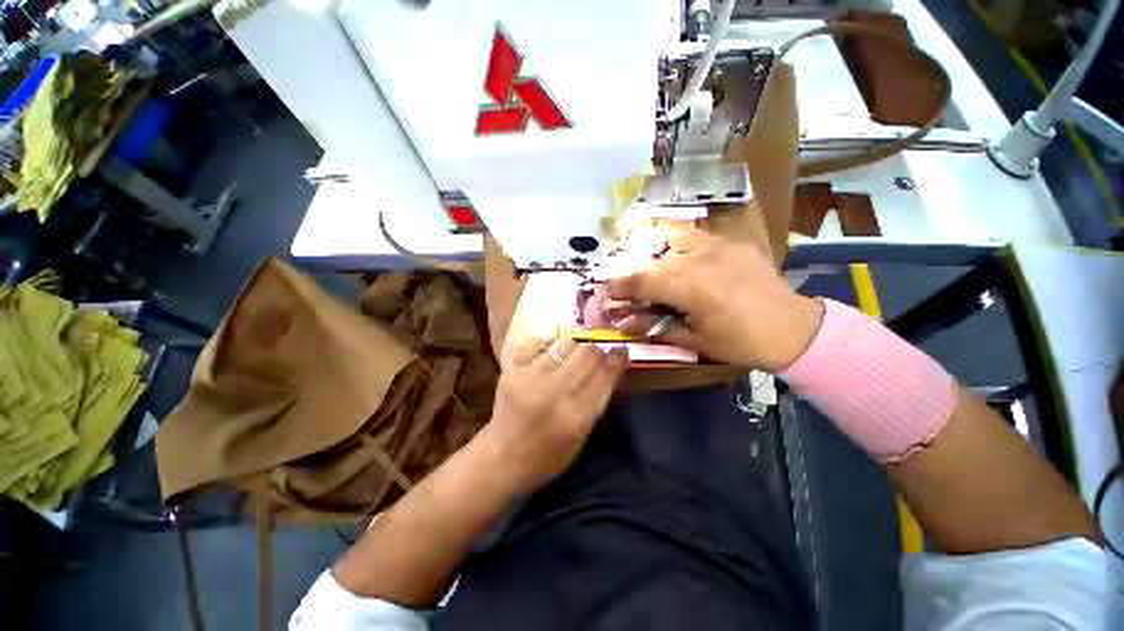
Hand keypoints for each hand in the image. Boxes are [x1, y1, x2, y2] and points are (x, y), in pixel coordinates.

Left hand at [484, 338, 626, 488]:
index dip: (617, 358)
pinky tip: (548, 357)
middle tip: (595, 356)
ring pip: (566, 344)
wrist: (502, 457)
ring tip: (569, 359)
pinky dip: (548, 348)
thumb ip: (595, 401)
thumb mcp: (581, 437)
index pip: (605, 375)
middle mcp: (555, 392)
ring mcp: (531, 378)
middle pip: (588, 353)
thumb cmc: (547, 456)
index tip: (621, 350)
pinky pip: (539, 344)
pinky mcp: (513, 370)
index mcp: (577, 415)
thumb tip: (607, 369)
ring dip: (573, 349)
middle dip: (596, 352)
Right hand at [607, 224, 822, 371]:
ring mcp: (718, 245)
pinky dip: (676, 244)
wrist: (791, 328)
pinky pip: (694, 235)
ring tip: (649, 268)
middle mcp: (701, 259)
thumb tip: (622, 320)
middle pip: (653, 260)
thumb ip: (653, 326)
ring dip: (653, 253)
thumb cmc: (739, 342)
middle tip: (626, 287)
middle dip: (633, 274)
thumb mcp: (693, 340)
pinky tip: (677, 258)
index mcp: (692, 288)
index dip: (619, 285)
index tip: (606, 292)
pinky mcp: (730, 242)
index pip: (642, 280)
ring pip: (670, 239)